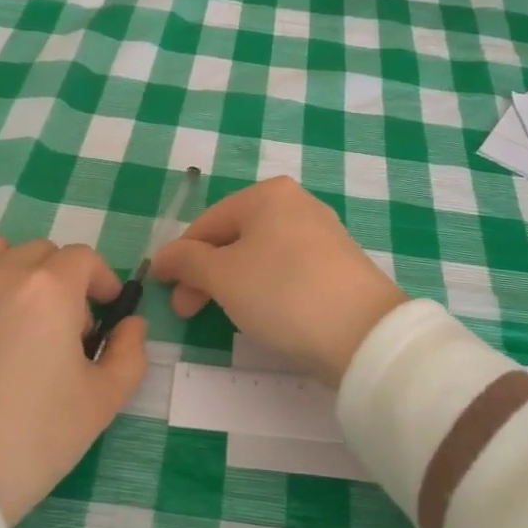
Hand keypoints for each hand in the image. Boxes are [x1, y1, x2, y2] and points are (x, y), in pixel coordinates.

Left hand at [0, 236, 146, 523]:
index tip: (104, 312)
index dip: (101, 281)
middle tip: (61, 327)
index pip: (85, 259)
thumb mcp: (104, 401)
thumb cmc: (36, 436)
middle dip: (61, 279)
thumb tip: (131, 324)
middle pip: (42, 252)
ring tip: (14, 310)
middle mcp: (3, 273)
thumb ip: (130, 352)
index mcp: (51, 290)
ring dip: (13, 268)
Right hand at [151, 177, 407, 385]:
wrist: (363, 333)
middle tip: (188, 311)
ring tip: (224, 315)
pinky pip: (287, 269)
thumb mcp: (222, 276)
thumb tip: (164, 257)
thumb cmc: (283, 293)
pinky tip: (263, 313)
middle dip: (205, 274)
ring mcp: (322, 233)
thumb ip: (186, 261)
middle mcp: (297, 203)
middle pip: (235, 237)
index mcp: (268, 194)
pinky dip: (265, 288)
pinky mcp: (339, 264)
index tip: (164, 291)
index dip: (179, 257)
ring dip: (233, 283)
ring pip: (260, 255)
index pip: (207, 223)